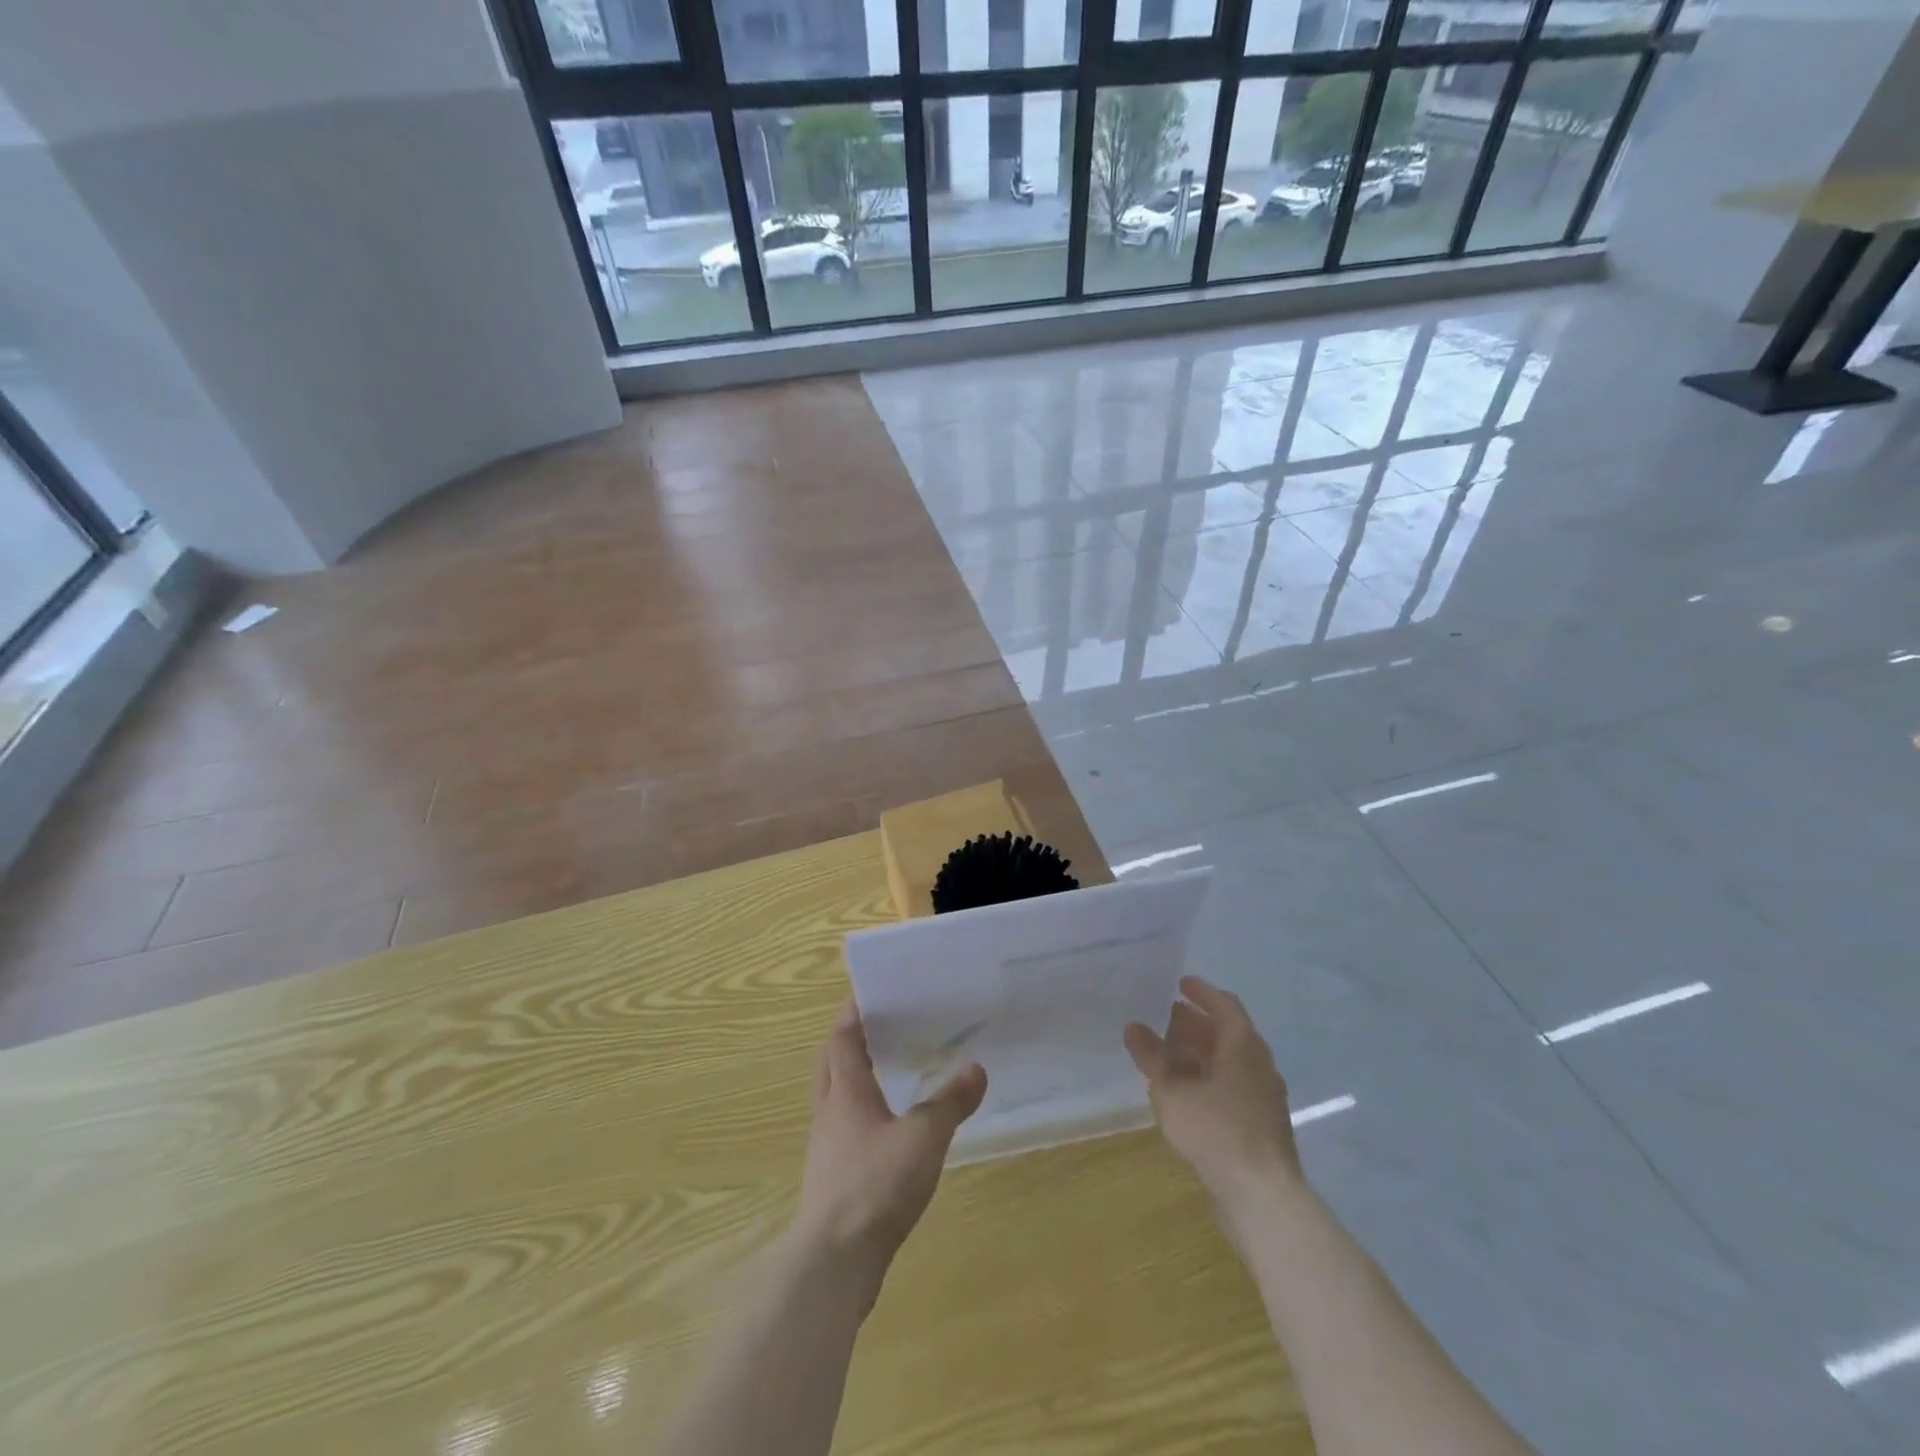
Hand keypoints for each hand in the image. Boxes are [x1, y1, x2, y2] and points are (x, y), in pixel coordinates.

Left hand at [793, 1002, 987, 1279]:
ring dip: (851, 1076)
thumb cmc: (875, 1185)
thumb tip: (976, 1067)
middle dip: (848, 1039)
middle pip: (831, 1062)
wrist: (834, 1263)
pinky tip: (885, 1127)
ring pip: (834, 1096)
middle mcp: (829, 1111)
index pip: (843, 1037)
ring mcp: (826, 1147)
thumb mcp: (923, 1138)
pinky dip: (859, 1113)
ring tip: (885, 1068)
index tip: (868, 989)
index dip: (853, 1011)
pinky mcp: (832, 1177)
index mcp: (846, 1091)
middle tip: (878, 1024)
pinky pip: (842, 1128)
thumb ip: (950, 1102)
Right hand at [1125, 976, 1304, 1224]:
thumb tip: (1134, 1027)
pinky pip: (1234, 1084)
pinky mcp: (1262, 1123)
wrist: (1263, 1197)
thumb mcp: (1172, 1091)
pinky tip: (1187, 1091)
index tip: (1180, 983)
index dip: (1201, 992)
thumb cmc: (1216, 1131)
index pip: (1224, 1004)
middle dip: (1197, 1023)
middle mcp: (1259, 1062)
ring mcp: (1264, 1095)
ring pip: (1231, 1060)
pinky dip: (1210, 1076)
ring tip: (1171, 1054)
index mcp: (1243, 1044)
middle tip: (1167, 1017)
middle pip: (1227, 1032)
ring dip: (1202, 1052)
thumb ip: (1152, 1057)